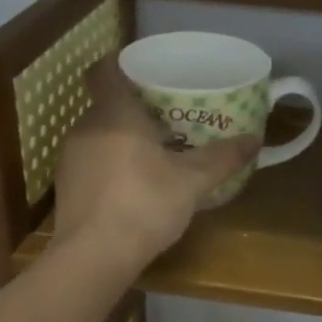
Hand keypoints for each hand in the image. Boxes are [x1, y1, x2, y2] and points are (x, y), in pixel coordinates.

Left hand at [52, 56, 260, 272]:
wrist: (94, 257)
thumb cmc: (144, 204)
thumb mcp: (193, 181)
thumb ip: (223, 157)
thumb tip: (256, 139)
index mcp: (114, 113)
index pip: (104, 70)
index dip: (120, 64)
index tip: (145, 72)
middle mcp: (85, 127)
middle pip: (107, 104)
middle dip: (133, 108)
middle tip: (166, 118)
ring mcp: (70, 158)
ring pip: (98, 134)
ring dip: (121, 139)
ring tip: (153, 153)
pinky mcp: (65, 186)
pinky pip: (90, 161)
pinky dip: (109, 164)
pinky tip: (132, 185)